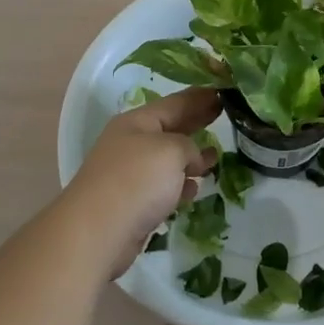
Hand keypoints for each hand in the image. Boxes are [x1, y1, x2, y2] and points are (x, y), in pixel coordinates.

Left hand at [63, 87, 220, 270]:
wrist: (98, 232)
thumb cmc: (136, 180)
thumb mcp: (171, 150)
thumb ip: (190, 146)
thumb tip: (194, 160)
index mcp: (137, 122)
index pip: (175, 103)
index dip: (200, 97)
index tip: (225, 92)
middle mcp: (132, 144)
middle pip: (171, 128)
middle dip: (196, 122)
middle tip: (225, 115)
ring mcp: (131, 174)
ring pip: (168, 160)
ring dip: (191, 158)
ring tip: (215, 157)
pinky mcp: (134, 202)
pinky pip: (164, 187)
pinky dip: (180, 186)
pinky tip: (195, 189)